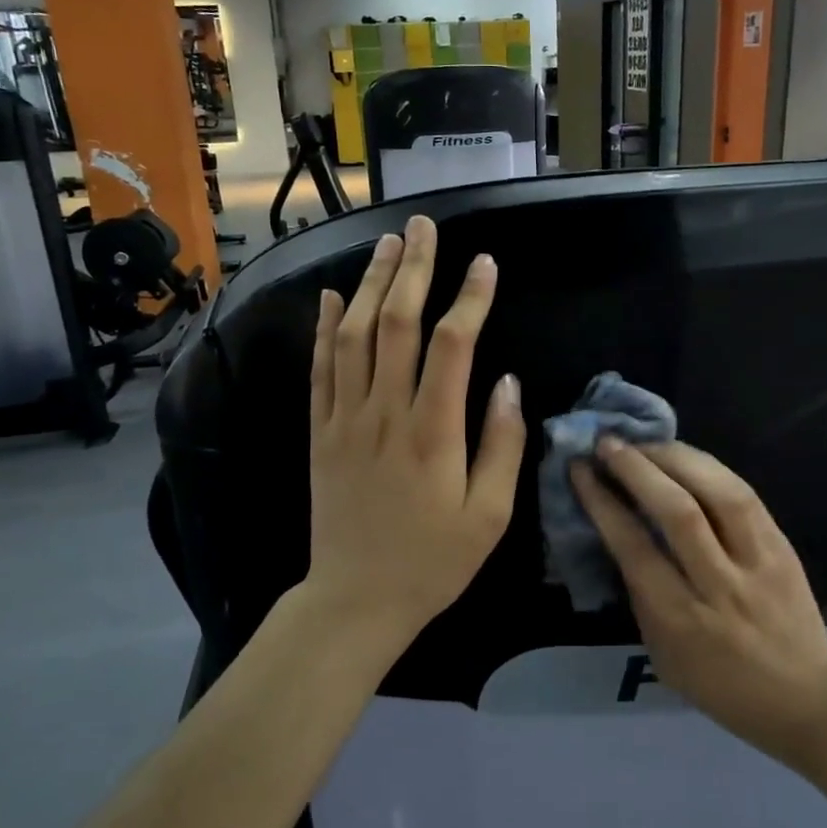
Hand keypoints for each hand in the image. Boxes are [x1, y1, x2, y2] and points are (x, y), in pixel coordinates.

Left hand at [305, 215, 525, 647]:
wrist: (355, 600)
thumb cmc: (432, 562)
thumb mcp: (489, 516)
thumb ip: (501, 445)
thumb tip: (507, 382)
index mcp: (432, 433)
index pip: (451, 345)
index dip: (469, 298)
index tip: (484, 263)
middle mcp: (384, 413)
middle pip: (396, 323)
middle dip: (413, 269)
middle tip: (424, 227)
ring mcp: (344, 420)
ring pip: (354, 335)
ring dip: (370, 284)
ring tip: (387, 243)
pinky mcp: (319, 432)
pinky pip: (320, 369)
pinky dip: (324, 328)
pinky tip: (332, 295)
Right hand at [572, 440, 826, 764]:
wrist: (806, 697)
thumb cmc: (721, 685)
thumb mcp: (663, 655)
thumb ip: (641, 596)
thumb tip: (620, 535)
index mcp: (681, 620)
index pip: (634, 547)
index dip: (603, 501)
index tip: (581, 469)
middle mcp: (720, 585)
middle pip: (677, 511)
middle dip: (636, 468)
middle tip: (607, 443)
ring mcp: (757, 561)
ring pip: (717, 492)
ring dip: (674, 457)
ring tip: (645, 443)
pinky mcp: (782, 545)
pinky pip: (744, 493)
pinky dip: (708, 466)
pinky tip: (684, 456)